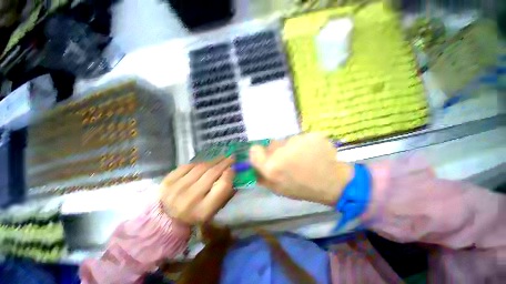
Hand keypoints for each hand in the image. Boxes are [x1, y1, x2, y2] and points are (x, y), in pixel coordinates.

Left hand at [159, 157, 234, 223]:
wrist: (166, 219)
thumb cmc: (195, 214)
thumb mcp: (213, 210)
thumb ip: (223, 192)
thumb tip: (231, 172)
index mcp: (203, 210)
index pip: (222, 187)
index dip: (230, 175)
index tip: (233, 168)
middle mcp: (190, 198)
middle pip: (212, 173)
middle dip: (224, 163)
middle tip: (231, 157)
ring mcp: (177, 188)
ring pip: (201, 167)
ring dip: (213, 161)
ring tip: (220, 158)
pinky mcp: (168, 181)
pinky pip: (188, 166)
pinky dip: (198, 163)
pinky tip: (204, 163)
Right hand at [250, 133, 352, 205]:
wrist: (333, 183)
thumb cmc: (303, 188)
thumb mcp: (278, 189)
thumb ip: (262, 177)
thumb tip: (253, 167)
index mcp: (271, 167)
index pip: (254, 149)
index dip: (259, 153)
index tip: (266, 156)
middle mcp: (281, 151)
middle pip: (272, 144)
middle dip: (277, 151)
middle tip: (289, 160)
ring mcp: (298, 141)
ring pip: (287, 140)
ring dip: (292, 147)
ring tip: (304, 157)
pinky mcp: (311, 135)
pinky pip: (301, 137)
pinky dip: (305, 144)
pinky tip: (313, 153)